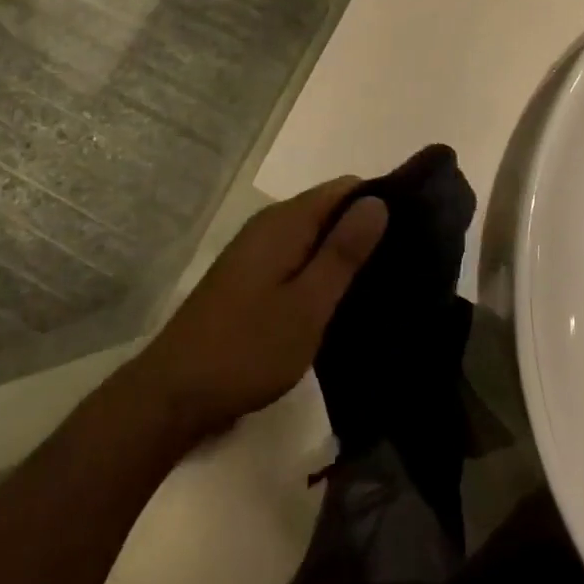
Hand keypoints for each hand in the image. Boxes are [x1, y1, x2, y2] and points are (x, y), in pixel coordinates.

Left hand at [133, 179, 387, 440]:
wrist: (171, 396)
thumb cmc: (247, 349)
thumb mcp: (307, 306)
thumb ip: (343, 252)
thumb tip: (378, 201)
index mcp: (286, 221)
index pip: (345, 187)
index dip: (379, 201)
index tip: (411, 231)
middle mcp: (270, 224)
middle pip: (329, 208)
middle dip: (363, 229)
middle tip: (400, 265)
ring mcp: (255, 251)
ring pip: (313, 234)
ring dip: (342, 253)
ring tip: (379, 284)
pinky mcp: (248, 277)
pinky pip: (296, 256)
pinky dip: (319, 270)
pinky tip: (338, 300)